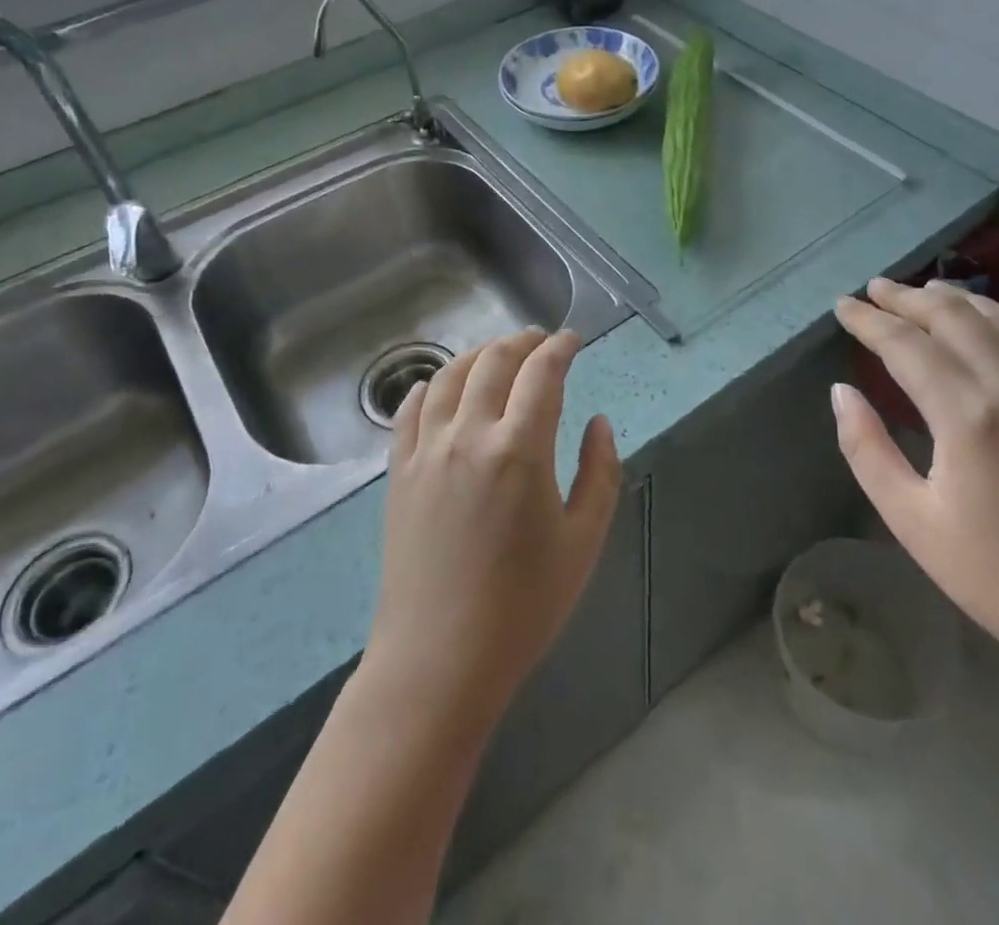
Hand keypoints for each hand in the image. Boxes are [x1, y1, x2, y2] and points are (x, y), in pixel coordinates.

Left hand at [362, 328, 621, 734]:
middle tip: (539, 340)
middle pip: (493, 362)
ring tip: (496, 353)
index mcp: (520, 449)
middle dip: (521, 341)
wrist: (439, 659)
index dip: (560, 348)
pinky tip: (437, 386)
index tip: (573, 339)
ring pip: (448, 377)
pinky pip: (409, 411)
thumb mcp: (583, 542)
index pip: (542, 373)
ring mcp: (427, 450)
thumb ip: (600, 473)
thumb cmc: (523, 606)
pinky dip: (428, 386)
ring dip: (477, 354)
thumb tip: (598, 423)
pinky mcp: (399, 472)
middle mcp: (469, 435)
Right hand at [832, 278, 998, 673]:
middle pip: (953, 318)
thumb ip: (866, 449)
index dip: (869, 321)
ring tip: (924, 292)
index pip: (905, 345)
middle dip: (907, 298)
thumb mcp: (910, 519)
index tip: (842, 305)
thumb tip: (842, 392)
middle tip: (874, 288)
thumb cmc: (995, 575)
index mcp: (967, 415)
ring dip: (957, 300)